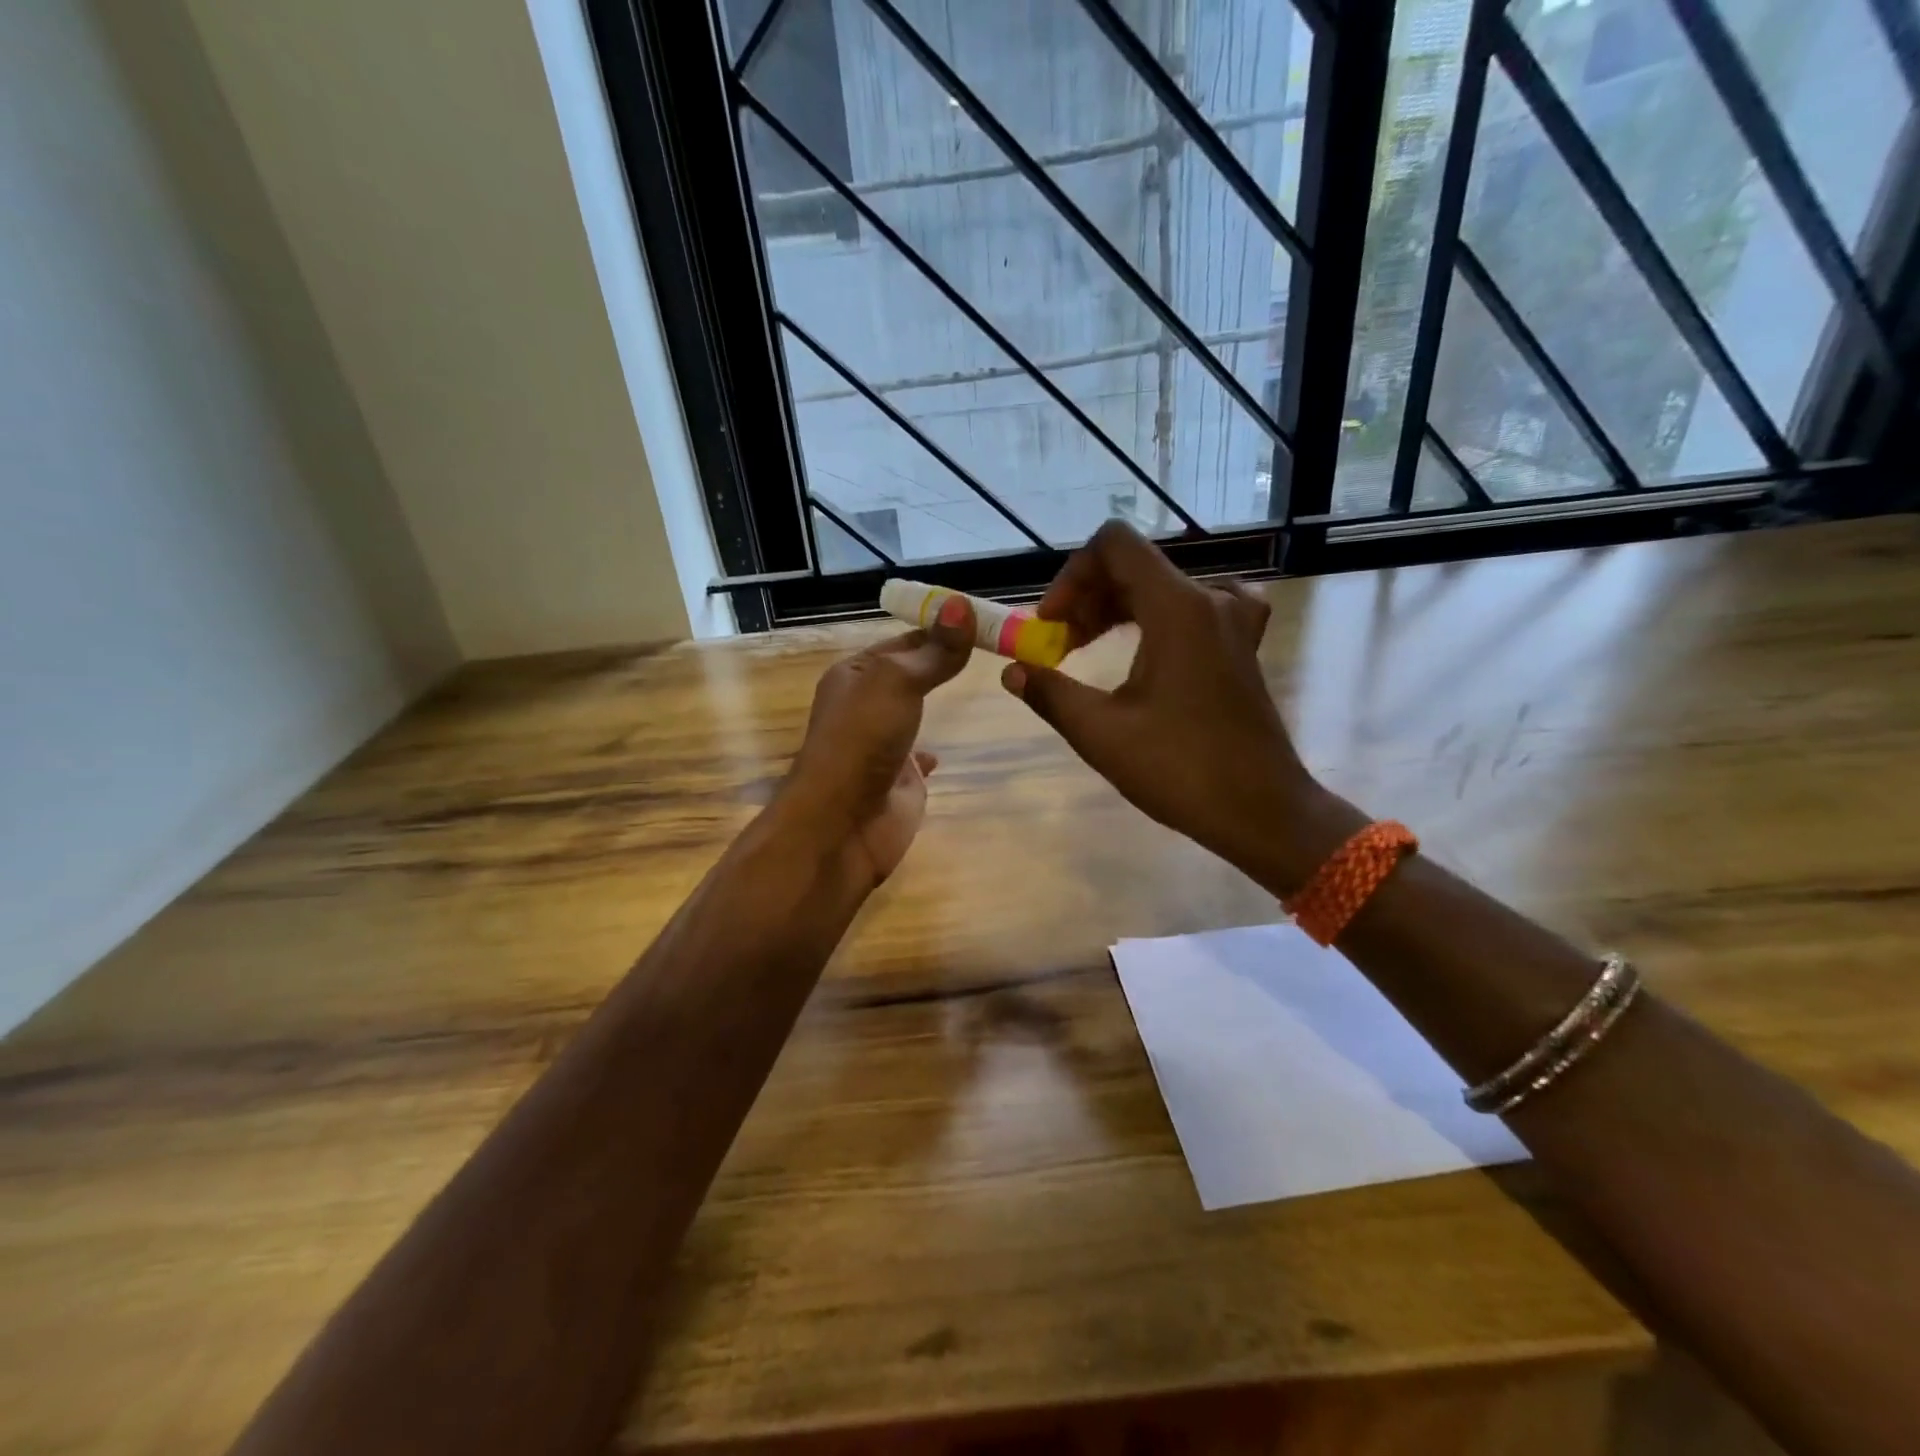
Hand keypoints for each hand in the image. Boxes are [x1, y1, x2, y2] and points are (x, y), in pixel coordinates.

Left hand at [779, 596, 974, 885]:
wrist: (843, 822)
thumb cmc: (863, 739)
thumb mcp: (898, 682)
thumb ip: (934, 651)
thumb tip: (962, 604)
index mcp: (855, 675)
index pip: (904, 641)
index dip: (940, 628)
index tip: (983, 619)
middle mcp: (865, 705)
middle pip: (911, 675)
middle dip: (943, 663)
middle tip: (996, 648)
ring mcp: (881, 744)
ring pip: (914, 714)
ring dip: (936, 703)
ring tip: (981, 687)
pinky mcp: (898, 780)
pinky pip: (917, 758)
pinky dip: (930, 752)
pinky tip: (944, 752)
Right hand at [1001, 522, 1354, 893]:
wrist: (1262, 810)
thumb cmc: (1180, 770)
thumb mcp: (1101, 733)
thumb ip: (1050, 693)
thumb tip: (1012, 671)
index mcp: (1176, 608)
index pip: (1114, 545)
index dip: (1071, 574)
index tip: (1050, 623)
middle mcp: (1209, 601)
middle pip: (1135, 567)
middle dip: (1086, 598)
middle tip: (1058, 646)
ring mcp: (1233, 623)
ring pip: (1162, 589)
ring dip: (1117, 610)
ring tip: (1087, 650)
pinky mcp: (1241, 647)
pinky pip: (1196, 608)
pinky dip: (1159, 618)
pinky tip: (1152, 644)